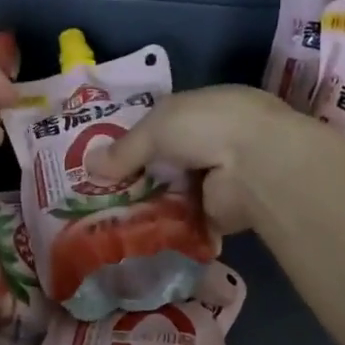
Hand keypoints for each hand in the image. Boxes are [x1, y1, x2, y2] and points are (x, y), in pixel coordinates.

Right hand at [87, 85, 311, 234]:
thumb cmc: (206, 127)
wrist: (256, 166)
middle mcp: (215, 141)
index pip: (164, 124)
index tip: (105, 159)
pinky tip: (137, 236)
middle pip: (168, 161)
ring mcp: (221, 178)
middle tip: (102, 194)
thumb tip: (88, 166)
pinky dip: (167, 228)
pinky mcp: (223, 213)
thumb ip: (124, 149)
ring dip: (152, 204)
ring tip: (112, 219)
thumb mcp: (155, 128)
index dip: (135, 140)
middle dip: (139, 176)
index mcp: (205, 109)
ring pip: (176, 192)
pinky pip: (187, 220)